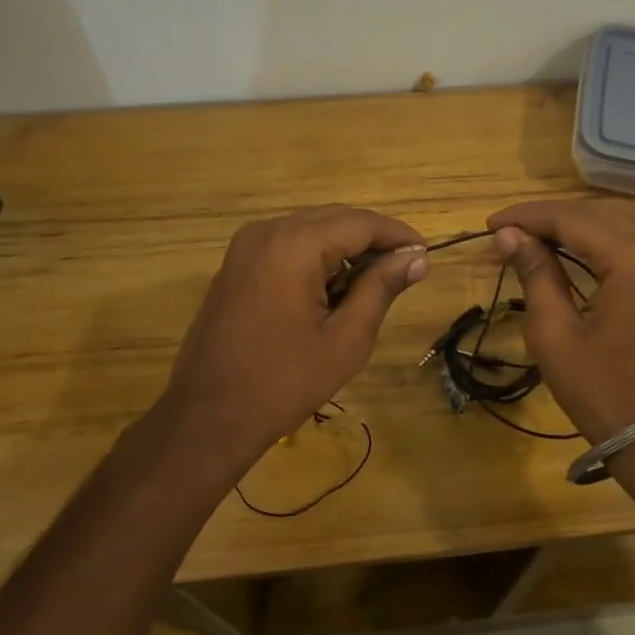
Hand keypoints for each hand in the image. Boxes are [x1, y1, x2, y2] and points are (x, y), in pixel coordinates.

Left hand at [160, 206, 427, 461]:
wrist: (208, 416)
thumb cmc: (285, 382)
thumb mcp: (346, 338)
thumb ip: (382, 288)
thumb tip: (417, 256)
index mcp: (295, 245)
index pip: (361, 223)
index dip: (398, 235)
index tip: (426, 254)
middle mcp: (268, 231)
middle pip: (335, 219)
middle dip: (372, 240)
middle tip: (405, 270)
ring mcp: (246, 246)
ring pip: (311, 229)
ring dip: (345, 248)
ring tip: (373, 283)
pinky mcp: (236, 264)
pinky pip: (287, 244)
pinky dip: (316, 256)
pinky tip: (333, 288)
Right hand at [487, 200, 634, 443]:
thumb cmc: (600, 390)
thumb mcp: (555, 334)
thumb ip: (535, 275)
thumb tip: (510, 235)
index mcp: (631, 260)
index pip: (571, 219)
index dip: (527, 217)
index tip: (491, 225)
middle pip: (597, 212)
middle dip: (549, 218)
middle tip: (509, 234)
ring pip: (620, 218)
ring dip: (577, 222)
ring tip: (537, 237)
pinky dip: (605, 234)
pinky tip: (578, 247)